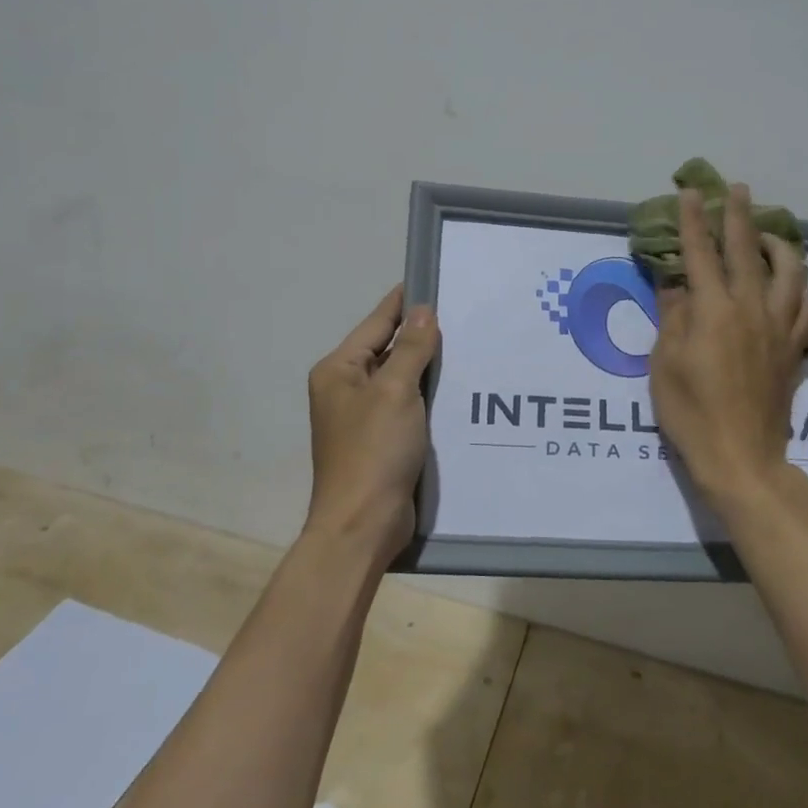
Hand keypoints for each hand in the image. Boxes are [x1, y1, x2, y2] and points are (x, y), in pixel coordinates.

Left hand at [304, 284, 439, 556]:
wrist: (362, 526)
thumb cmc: (373, 451)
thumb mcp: (395, 392)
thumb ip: (410, 348)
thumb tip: (423, 311)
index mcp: (339, 370)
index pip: (376, 323)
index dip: (404, 303)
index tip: (434, 280)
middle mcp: (346, 389)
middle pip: (388, 350)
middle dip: (421, 335)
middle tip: (464, 314)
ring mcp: (364, 417)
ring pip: (401, 379)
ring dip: (429, 367)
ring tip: (469, 345)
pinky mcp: (382, 440)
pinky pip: (408, 406)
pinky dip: (429, 396)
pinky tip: (460, 389)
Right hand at [650, 183, 807, 505]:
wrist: (741, 458)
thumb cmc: (691, 412)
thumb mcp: (664, 363)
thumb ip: (672, 317)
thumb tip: (675, 283)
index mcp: (714, 311)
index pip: (702, 254)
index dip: (695, 221)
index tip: (692, 193)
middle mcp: (751, 310)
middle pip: (748, 251)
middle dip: (740, 216)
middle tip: (738, 190)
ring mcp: (779, 329)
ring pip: (789, 273)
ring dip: (778, 246)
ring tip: (767, 235)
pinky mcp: (795, 350)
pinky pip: (807, 308)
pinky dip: (800, 288)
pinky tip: (791, 285)